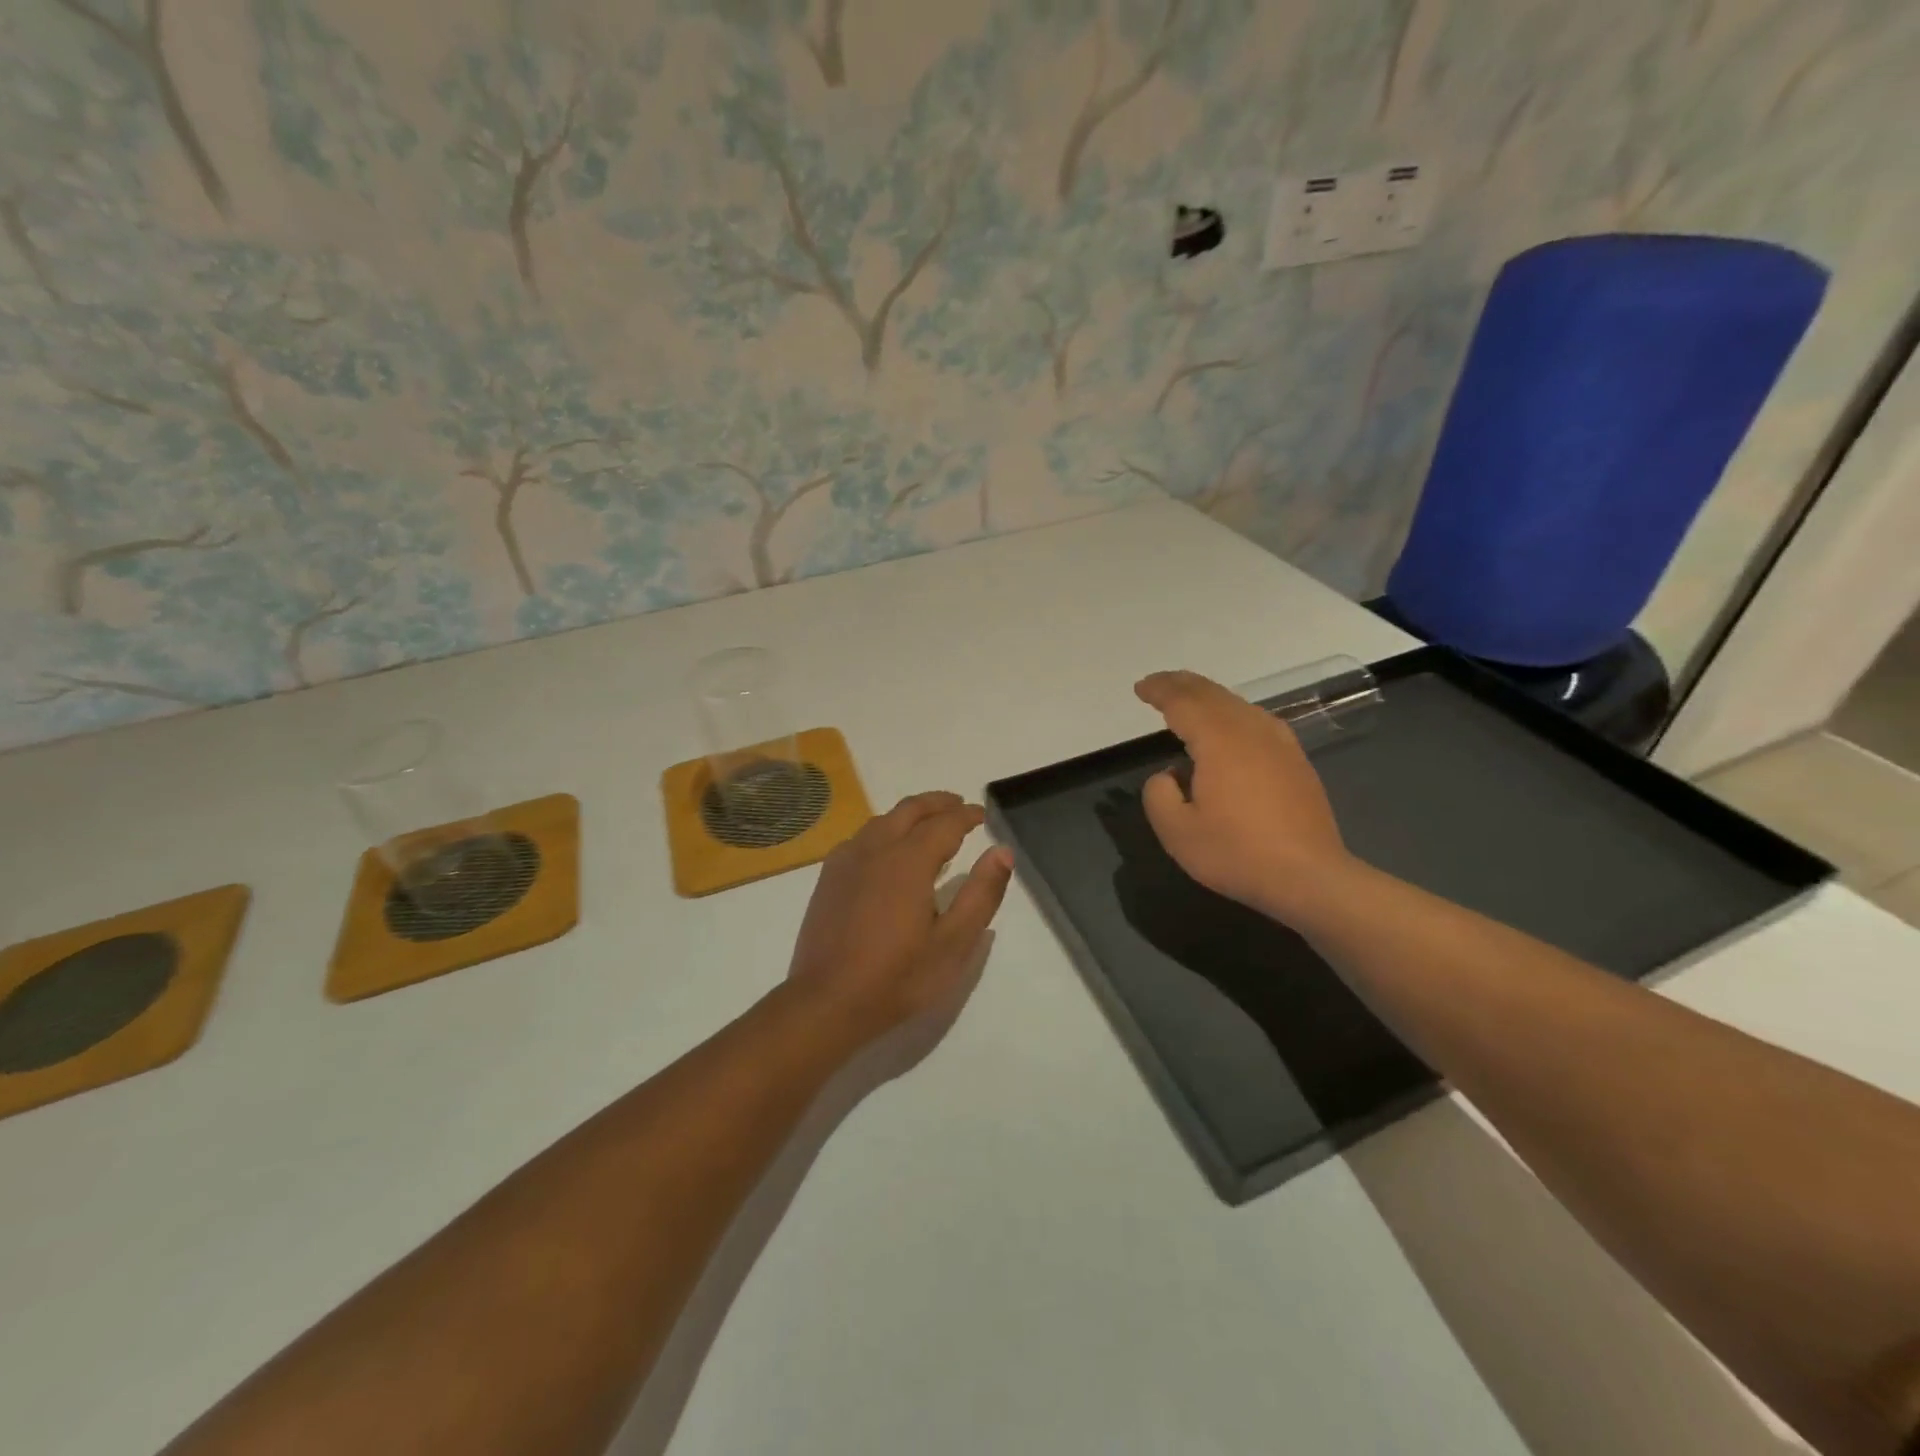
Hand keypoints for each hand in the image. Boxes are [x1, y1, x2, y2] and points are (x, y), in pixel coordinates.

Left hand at [786, 791, 1013, 1046]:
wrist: (827, 1002)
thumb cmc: (898, 977)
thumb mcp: (953, 943)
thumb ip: (981, 894)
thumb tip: (1002, 852)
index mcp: (908, 860)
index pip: (945, 823)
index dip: (967, 815)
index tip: (983, 815)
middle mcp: (876, 849)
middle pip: (910, 810)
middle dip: (938, 803)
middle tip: (959, 807)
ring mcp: (846, 861)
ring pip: (882, 820)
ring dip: (910, 814)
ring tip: (928, 825)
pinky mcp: (829, 878)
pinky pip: (861, 838)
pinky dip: (883, 830)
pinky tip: (887, 850)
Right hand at [1135, 670, 1354, 922]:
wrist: (1310, 877)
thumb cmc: (1237, 853)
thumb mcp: (1177, 832)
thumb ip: (1158, 794)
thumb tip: (1169, 774)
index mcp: (1219, 740)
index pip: (1183, 702)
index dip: (1159, 691)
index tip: (1140, 688)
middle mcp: (1251, 730)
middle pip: (1212, 694)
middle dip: (1182, 685)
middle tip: (1159, 684)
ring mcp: (1279, 743)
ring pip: (1237, 704)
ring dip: (1208, 696)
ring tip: (1188, 700)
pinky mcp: (1295, 760)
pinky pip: (1256, 720)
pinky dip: (1232, 713)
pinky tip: (1229, 727)